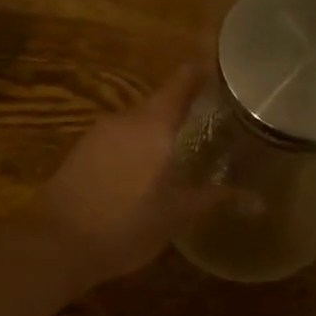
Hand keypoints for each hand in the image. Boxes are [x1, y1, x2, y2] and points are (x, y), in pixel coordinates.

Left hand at [26, 65, 209, 290]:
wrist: (55, 243)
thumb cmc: (125, 224)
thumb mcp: (177, 215)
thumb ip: (216, 199)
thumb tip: (259, 201)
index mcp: (151, 123)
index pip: (181, 81)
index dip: (201, 73)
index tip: (223, 72)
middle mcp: (123, 118)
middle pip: (159, 102)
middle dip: (183, 110)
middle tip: (211, 123)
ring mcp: (97, 134)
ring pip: (136, 123)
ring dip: (157, 131)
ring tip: (182, 149)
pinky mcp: (80, 152)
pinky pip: (117, 139)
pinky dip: (136, 146)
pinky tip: (145, 171)